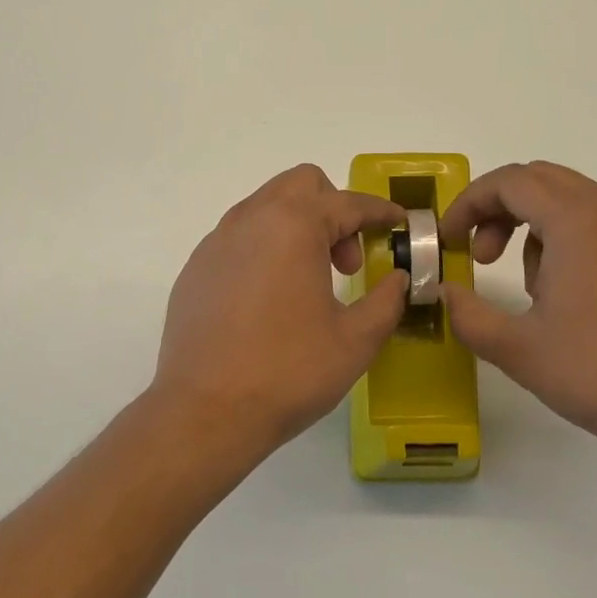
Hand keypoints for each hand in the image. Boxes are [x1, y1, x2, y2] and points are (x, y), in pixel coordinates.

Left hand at [151, 165, 407, 465]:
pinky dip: (266, 248)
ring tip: (311, 281)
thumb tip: (397, 279)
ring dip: (298, 227)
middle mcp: (251, 219)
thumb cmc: (288, 372)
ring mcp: (217, 241)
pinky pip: (240, 237)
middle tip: (347, 262)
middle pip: (301, 185)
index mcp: (293, 225)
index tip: (399, 223)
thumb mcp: (355, 340)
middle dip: (335, 210)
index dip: (380, 211)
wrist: (204, 412)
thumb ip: (386, 301)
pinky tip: (270, 298)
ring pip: (267, 206)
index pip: (348, 203)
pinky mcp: (196, 268)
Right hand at [440, 161, 596, 469]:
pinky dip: (564, 238)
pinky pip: (596, 222)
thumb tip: (445, 293)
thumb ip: (469, 316)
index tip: (449, 241)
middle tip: (480, 255)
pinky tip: (567, 295)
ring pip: (568, 200)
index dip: (468, 204)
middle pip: (538, 181)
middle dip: (497, 210)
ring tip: (529, 288)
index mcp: (576, 219)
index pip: (509, 182)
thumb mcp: (520, 350)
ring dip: (531, 226)